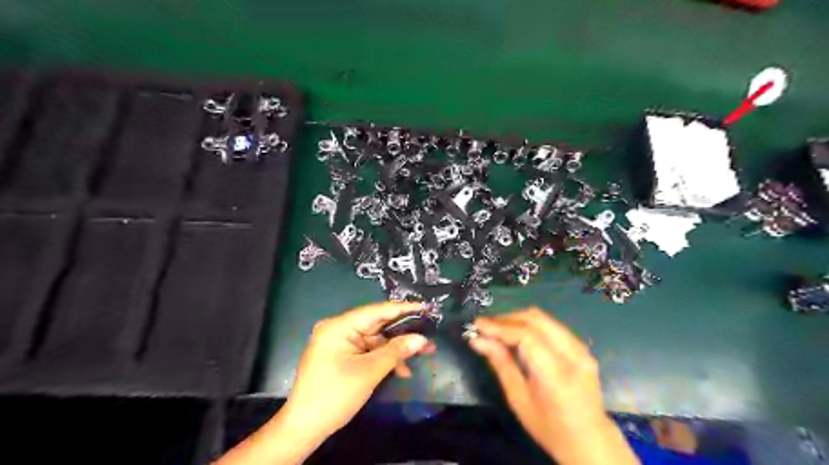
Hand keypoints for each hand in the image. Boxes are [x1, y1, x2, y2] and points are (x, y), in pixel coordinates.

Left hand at [282, 302, 434, 439]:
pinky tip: (402, 370)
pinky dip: (384, 359)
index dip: (403, 309)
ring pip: (375, 340)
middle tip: (429, 333)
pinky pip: (368, 352)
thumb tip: (422, 339)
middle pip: (377, 325)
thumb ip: (396, 351)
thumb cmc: (334, 395)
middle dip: (403, 333)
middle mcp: (338, 329)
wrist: (304, 428)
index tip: (426, 307)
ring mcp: (340, 343)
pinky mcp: (342, 356)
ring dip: (396, 350)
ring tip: (423, 354)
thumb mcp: (369, 372)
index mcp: (339, 326)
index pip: (376, 311)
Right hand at [469, 309, 635, 464]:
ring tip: (497, 329)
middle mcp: (573, 354)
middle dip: (506, 319)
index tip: (477, 325)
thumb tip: (478, 340)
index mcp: (557, 374)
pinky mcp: (581, 346)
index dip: (499, 326)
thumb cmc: (550, 427)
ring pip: (543, 318)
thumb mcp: (519, 400)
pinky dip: (529, 325)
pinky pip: (550, 325)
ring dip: (517, 319)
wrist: (591, 441)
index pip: (526, 336)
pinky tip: (516, 335)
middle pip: (535, 319)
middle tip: (485, 327)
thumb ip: (500, 364)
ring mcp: (581, 348)